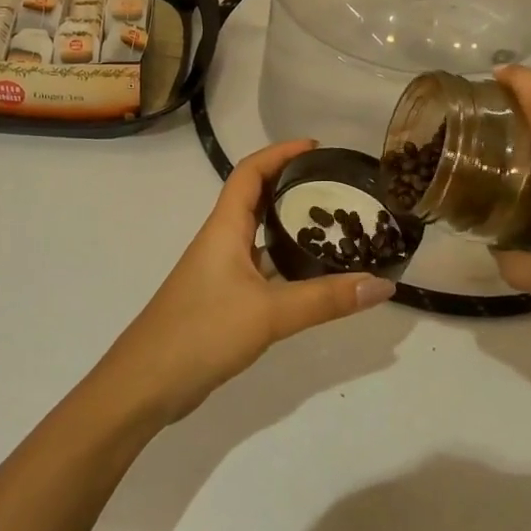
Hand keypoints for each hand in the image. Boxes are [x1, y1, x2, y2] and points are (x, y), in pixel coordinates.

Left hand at [92, 141, 396, 426]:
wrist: (146, 383)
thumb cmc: (202, 332)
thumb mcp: (269, 313)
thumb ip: (326, 300)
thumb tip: (383, 284)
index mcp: (224, 229)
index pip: (249, 173)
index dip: (279, 153)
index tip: (315, 146)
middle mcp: (221, 242)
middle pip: (256, 200)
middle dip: (291, 186)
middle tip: (335, 186)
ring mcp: (220, 273)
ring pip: (259, 237)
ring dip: (289, 226)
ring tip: (335, 227)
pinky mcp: (222, 301)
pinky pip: (260, 270)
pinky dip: (285, 265)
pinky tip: (312, 278)